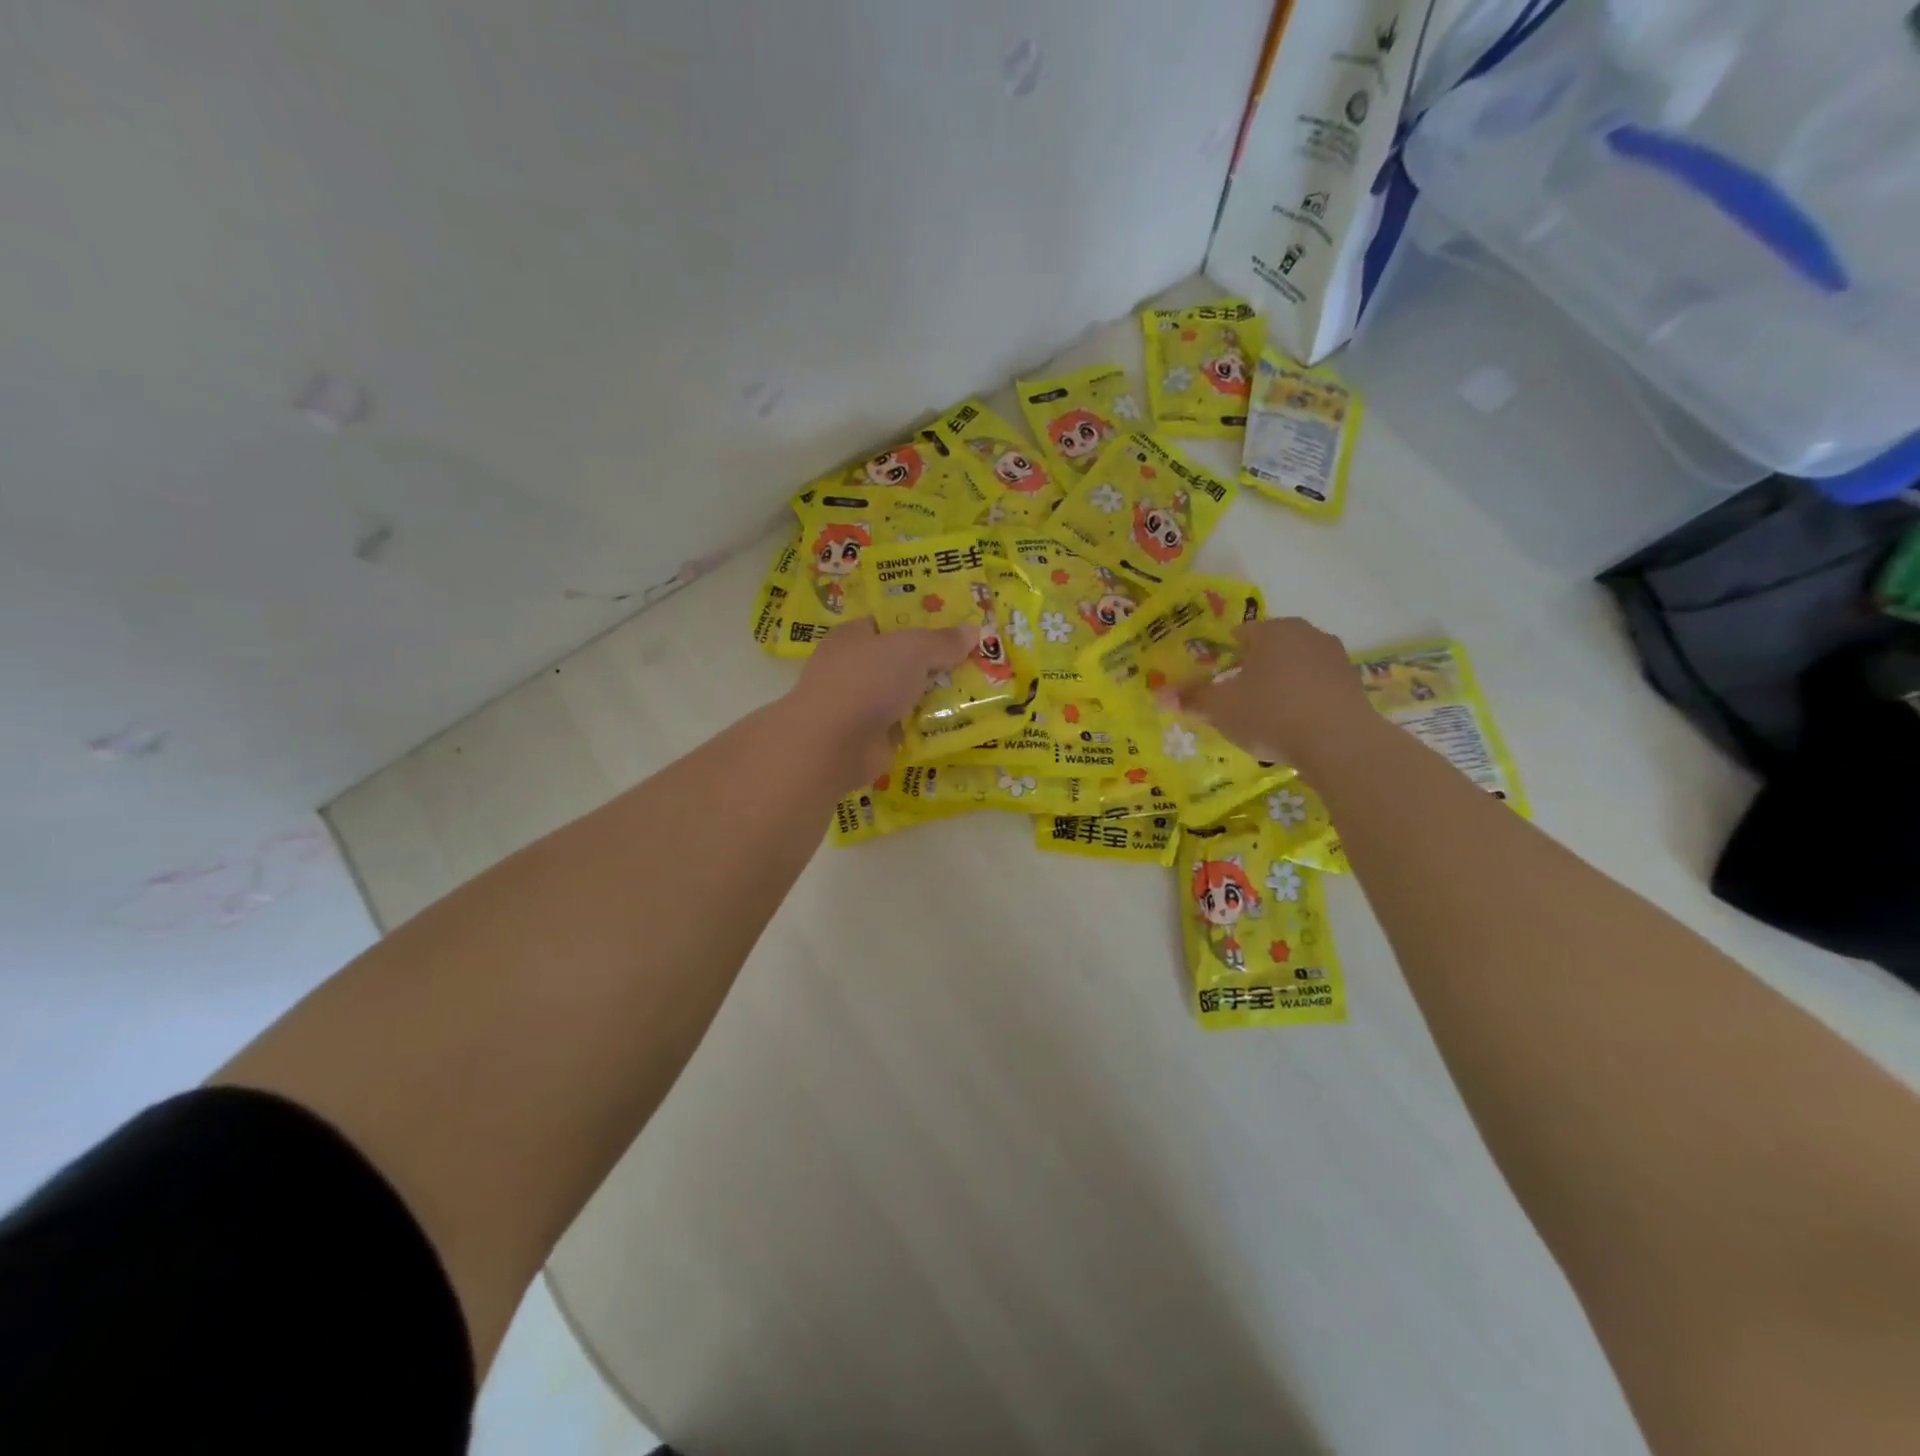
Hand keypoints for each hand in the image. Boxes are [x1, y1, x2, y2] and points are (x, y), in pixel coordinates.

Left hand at [784, 617, 976, 790]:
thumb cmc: (867, 681)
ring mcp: (862, 706)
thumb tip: (975, 631)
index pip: (889, 624)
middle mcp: (855, 668)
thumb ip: (943, 641)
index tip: (956, 628)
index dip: (921, 623)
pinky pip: (909, 727)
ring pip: (908, 696)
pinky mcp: (873, 738)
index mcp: (854, 636)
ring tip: (980, 692)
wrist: (833, 744)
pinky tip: (962, 724)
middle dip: (936, 663)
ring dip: (936, 698)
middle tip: (978, 661)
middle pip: (903, 661)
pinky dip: (930, 728)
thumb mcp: (912, 649)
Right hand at [1180, 617, 1373, 766]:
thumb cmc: (1271, 714)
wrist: (1339, 742)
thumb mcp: (1221, 709)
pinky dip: (1303, 701)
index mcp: (1271, 630)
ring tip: (1266, 719)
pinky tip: (1294, 727)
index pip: (1237, 636)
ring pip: (1294, 668)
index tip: (1214, 685)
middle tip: (1236, 703)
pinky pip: (1316, 688)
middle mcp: (1306, 633)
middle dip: (1252, 673)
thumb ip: (1192, 698)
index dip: (1221, 660)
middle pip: (1268, 650)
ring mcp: (1335, 657)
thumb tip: (1161, 694)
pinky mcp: (1354, 684)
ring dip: (1280, 687)